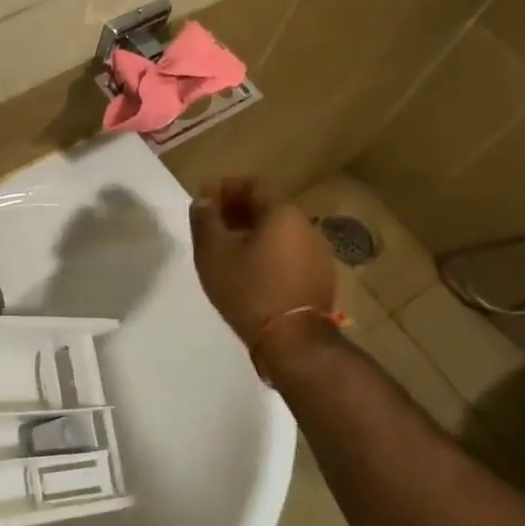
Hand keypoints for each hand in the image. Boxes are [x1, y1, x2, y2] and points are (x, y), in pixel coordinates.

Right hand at [189, 178, 336, 350]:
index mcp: (282, 213)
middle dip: (238, 210)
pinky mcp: (321, 278)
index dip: (226, 187)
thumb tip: (203, 201)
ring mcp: (318, 253)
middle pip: (269, 207)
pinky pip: (290, 253)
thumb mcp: (213, 253)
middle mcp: (306, 226)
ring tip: (229, 249)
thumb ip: (205, 220)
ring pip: (280, 232)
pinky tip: (251, 271)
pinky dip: (269, 253)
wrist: (293, 342)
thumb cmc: (249, 289)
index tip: (204, 200)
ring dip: (254, 233)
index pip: (253, 184)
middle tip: (213, 224)